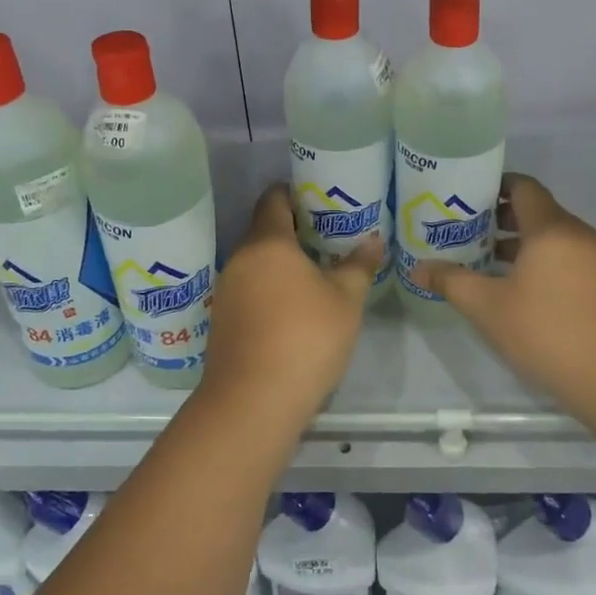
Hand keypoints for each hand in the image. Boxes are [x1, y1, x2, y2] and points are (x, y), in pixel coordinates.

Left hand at [201, 185, 382, 418]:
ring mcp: (226, 292)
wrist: (253, 401)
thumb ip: (358, 266)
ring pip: (256, 264)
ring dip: (281, 265)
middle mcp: (240, 260)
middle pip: (264, 232)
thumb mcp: (345, 301)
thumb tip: (373, 240)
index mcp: (268, 243)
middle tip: (328, 238)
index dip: (295, 193)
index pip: (274, 199)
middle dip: (294, 232)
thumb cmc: (305, 338)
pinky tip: (292, 310)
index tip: (319, 199)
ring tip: (315, 274)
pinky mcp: (222, 321)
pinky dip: (269, 290)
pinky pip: (248, 291)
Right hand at [415, 173, 595, 414]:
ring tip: (480, 261)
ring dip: (516, 244)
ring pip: (549, 238)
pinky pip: (564, 258)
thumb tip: (417, 268)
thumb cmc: (548, 333)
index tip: (462, 197)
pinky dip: (537, 262)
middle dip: (497, 217)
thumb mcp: (488, 308)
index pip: (522, 186)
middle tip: (461, 231)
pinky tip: (513, 289)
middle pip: (535, 210)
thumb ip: (451, 282)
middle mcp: (577, 234)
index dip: (492, 186)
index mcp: (551, 228)